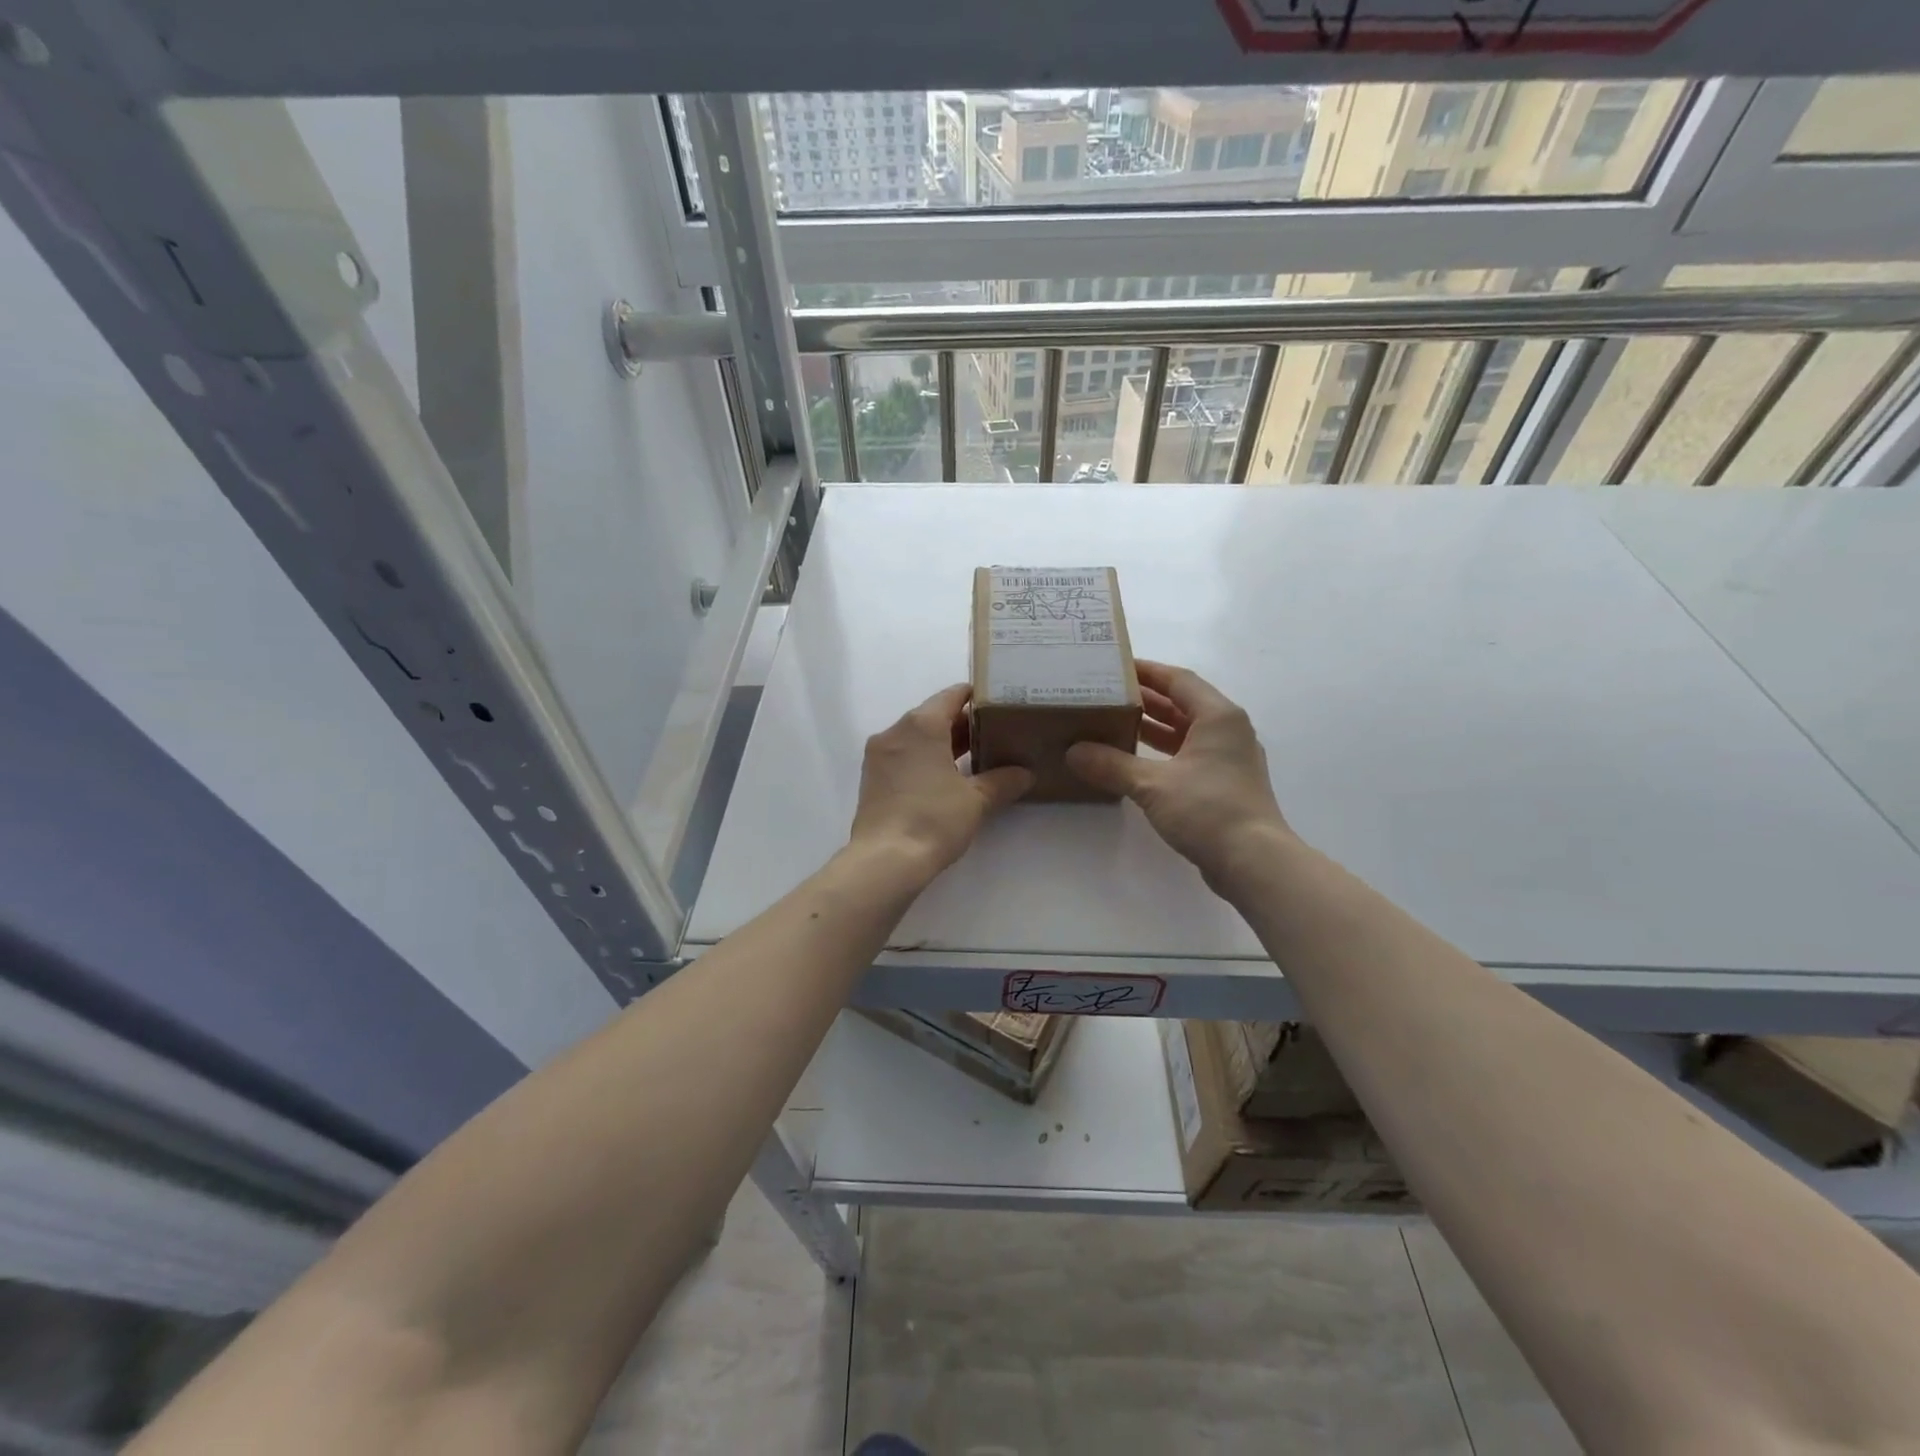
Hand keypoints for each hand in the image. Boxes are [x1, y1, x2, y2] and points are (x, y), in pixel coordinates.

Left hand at [849, 685, 1032, 881]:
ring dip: (943, 743)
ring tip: (976, 757)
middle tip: (995, 734)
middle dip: (963, 724)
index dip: (978, 698)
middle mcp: (896, 731)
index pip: (953, 695)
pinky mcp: (872, 778)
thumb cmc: (934, 819)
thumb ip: (1002, 781)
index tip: (1000, 706)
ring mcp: (879, 754)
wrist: (885, 860)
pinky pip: (904, 756)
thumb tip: (1025, 773)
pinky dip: (924, 759)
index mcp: (921, 724)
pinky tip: (946, 778)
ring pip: (917, 737)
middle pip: (934, 715)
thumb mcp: (976, 800)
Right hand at [1065, 661, 1292, 888]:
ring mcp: (1228, 758)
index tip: (1114, 667)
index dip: (1146, 671)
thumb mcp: (1152, 784)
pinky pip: (1187, 755)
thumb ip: (1111, 764)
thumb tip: (1074, 753)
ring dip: (1152, 726)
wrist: (1253, 862)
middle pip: (1182, 703)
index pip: (1178, 680)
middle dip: (1145, 698)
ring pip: (1185, 731)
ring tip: (1112, 722)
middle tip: (1105, 694)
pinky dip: (1162, 752)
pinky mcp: (1223, 784)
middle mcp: (1227, 730)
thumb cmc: (1207, 810)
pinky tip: (1133, 760)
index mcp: (1218, 716)